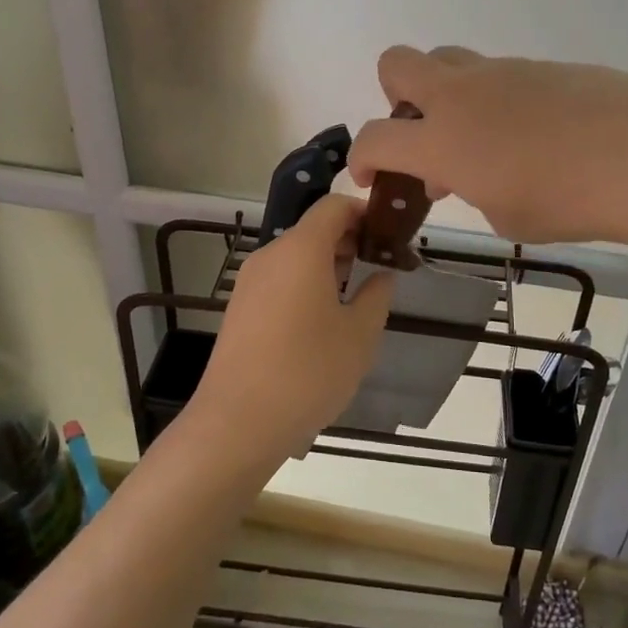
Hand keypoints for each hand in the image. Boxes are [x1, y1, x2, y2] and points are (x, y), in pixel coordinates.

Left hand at [196, 195, 392, 460]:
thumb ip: (376, 296)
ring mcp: (250, 281)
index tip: (390, 235)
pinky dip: (305, 284)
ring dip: (328, 264)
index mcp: (301, 249)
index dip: (365, 212)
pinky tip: (322, 321)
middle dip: (350, 240)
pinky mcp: (240, 307)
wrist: (238, 422)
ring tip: (356, 296)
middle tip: (380, 268)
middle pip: (314, 229)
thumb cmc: (308, 372)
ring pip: (296, 256)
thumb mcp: (359, 335)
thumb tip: (381, 275)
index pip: (335, 206)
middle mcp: (271, 255)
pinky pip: (279, 279)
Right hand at [348, 46, 627, 244]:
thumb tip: (464, 170)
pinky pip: (500, 74)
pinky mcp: (541, 65)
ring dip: (448, 95)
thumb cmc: (566, 200)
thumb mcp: (504, 215)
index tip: (372, 177)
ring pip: (449, 61)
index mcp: (441, 138)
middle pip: (396, 64)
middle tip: (425, 135)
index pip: (375, 138)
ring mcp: (502, 72)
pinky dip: (497, 99)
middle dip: (395, 97)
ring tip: (483, 138)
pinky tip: (535, 132)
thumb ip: (470, 189)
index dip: (362, 159)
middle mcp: (460, 95)